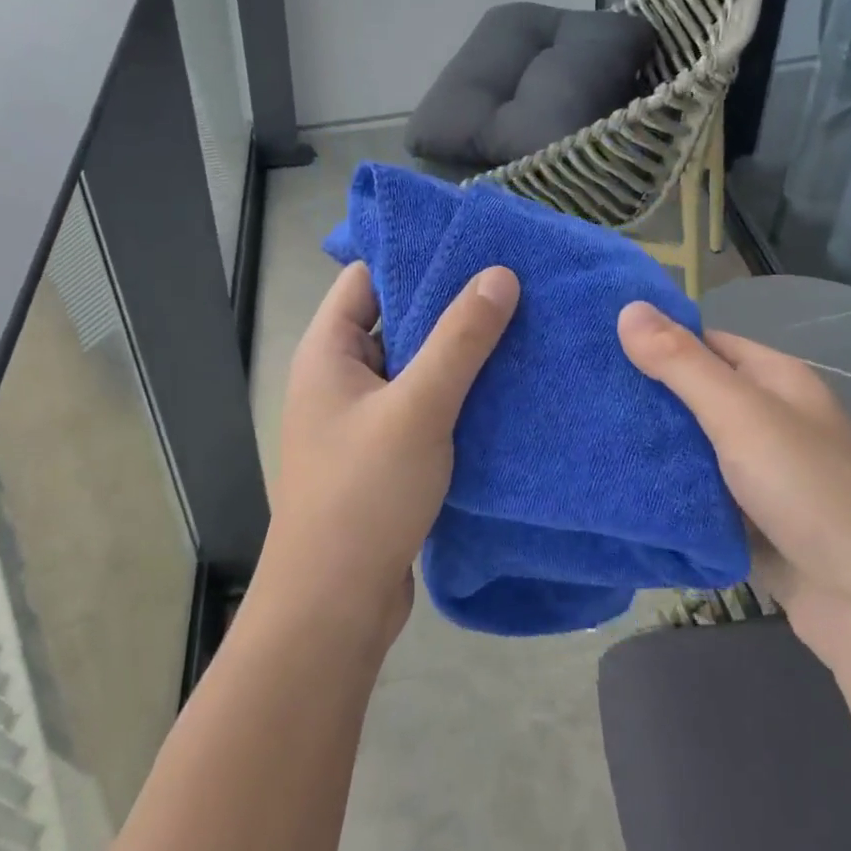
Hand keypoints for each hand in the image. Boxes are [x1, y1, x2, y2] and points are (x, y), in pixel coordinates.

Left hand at [254, 261, 519, 650]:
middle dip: (450, 306)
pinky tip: (506, 391)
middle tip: (514, 286)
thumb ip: (459, 340)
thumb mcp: (418, 408)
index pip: (368, 279)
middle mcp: (339, 378)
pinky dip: (457, 396)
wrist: (335, 604)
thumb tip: (499, 274)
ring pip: (415, 368)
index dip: (416, 257)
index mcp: (328, 352)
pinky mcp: (385, 455)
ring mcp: (362, 419)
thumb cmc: (364, 493)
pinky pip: (423, 407)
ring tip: (522, 330)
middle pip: (396, 321)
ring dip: (458, 355)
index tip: (476, 246)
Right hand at [617, 302, 850, 664]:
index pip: (704, 342)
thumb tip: (627, 307)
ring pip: (692, 447)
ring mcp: (758, 472)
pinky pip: (696, 492)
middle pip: (695, 395)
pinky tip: (616, 484)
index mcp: (776, 380)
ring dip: (649, 444)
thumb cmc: (810, 490)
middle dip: (643, 395)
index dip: (654, 338)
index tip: (594, 343)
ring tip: (582, 433)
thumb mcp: (741, 415)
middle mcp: (768, 419)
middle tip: (577, 391)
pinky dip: (664, 488)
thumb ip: (682, 364)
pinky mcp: (747, 520)